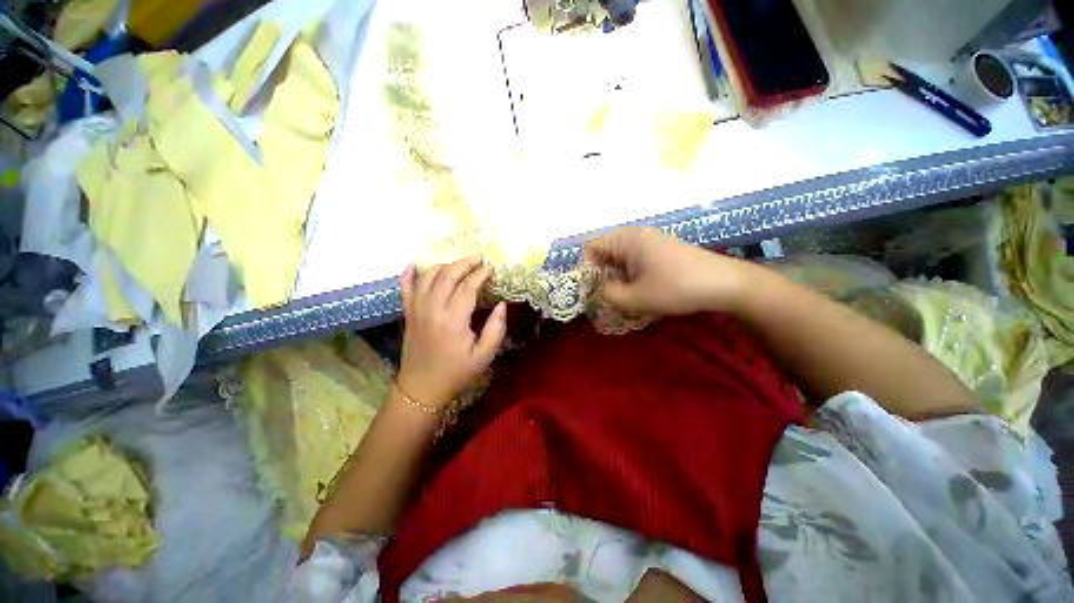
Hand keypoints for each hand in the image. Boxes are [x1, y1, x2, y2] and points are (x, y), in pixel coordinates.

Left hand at [397, 257, 506, 407]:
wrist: (422, 388)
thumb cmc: (456, 373)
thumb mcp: (484, 356)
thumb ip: (496, 329)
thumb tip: (502, 305)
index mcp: (453, 320)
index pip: (468, 287)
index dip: (480, 274)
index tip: (491, 268)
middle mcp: (432, 309)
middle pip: (447, 275)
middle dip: (464, 263)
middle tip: (479, 258)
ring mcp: (417, 309)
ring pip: (428, 276)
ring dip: (444, 265)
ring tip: (459, 263)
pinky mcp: (408, 313)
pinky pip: (405, 287)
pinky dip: (409, 273)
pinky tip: (416, 264)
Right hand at [584, 227, 747, 316]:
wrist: (725, 284)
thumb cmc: (677, 288)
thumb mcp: (636, 298)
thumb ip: (607, 295)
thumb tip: (598, 291)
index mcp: (626, 239)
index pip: (590, 248)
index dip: (585, 270)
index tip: (589, 291)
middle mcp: (635, 235)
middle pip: (604, 254)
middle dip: (601, 277)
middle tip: (605, 298)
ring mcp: (649, 242)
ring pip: (619, 260)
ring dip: (616, 279)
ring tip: (623, 298)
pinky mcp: (659, 251)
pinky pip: (634, 262)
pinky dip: (630, 277)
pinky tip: (639, 292)